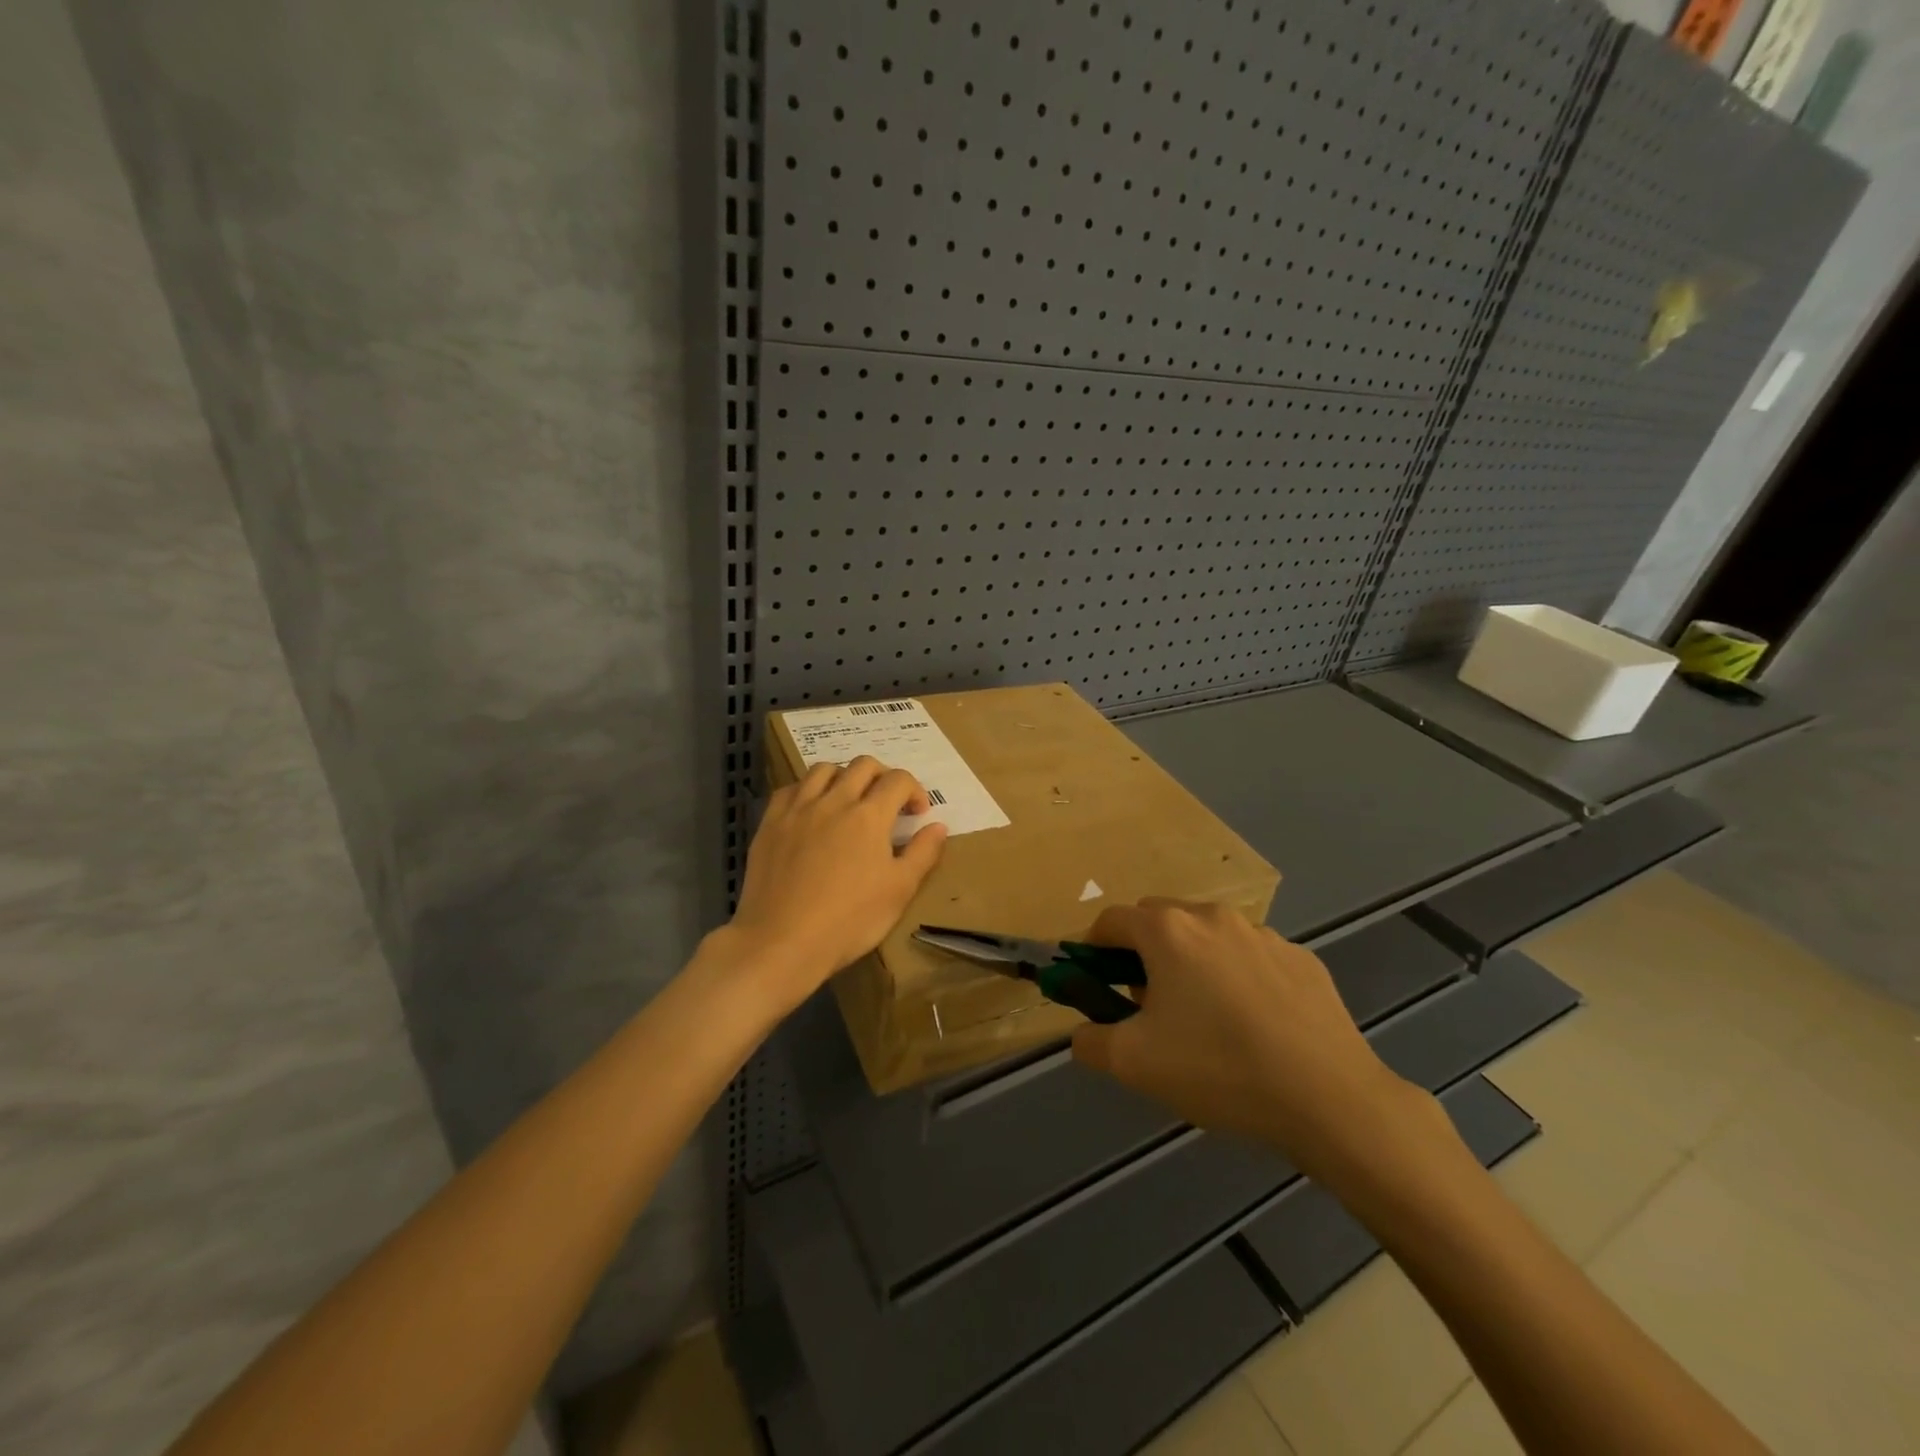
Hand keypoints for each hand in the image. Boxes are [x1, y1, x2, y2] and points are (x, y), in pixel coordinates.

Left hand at [727, 757, 947, 1007]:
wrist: (782, 941)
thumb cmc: (849, 920)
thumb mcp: (899, 891)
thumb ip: (922, 853)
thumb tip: (938, 825)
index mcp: (869, 815)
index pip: (898, 780)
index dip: (914, 791)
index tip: (917, 814)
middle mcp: (834, 801)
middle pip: (862, 766)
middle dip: (882, 777)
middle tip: (887, 803)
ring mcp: (798, 809)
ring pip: (823, 769)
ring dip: (844, 777)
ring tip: (848, 801)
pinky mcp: (770, 823)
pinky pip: (790, 789)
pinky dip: (807, 790)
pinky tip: (811, 811)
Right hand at [1071, 901, 1422, 1181]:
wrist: (1329, 1098)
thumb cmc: (1218, 1069)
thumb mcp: (1133, 1064)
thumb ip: (1090, 1041)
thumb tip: (1083, 1033)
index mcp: (1167, 931)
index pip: (1111, 921)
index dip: (1093, 949)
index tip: (1096, 984)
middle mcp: (1213, 917)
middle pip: (1159, 920)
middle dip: (1142, 952)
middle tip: (1148, 1004)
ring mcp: (1263, 934)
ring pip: (1208, 937)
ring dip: (1192, 962)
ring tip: (1206, 1019)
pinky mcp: (1302, 958)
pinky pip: (1252, 958)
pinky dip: (1238, 977)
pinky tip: (1255, 1026)